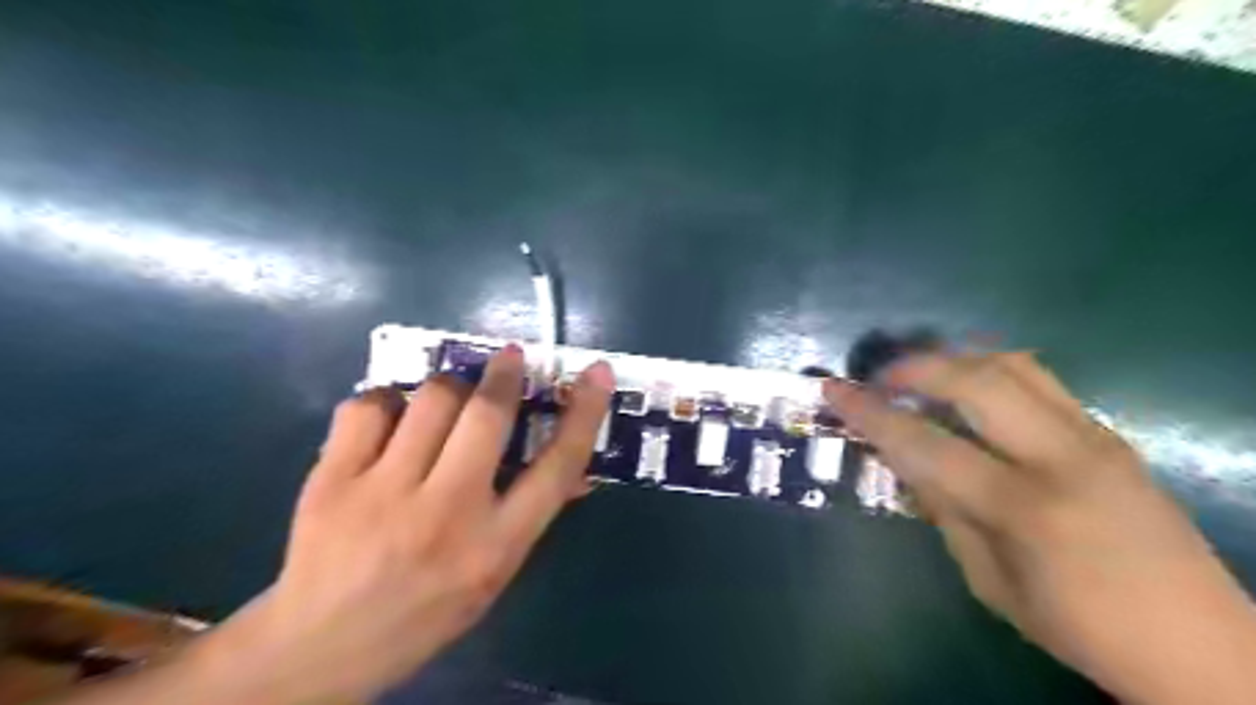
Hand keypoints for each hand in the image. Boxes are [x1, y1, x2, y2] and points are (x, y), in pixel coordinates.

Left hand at [196, 345, 617, 702]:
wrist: (322, 645)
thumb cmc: (426, 610)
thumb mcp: (495, 572)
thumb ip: (530, 514)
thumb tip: (573, 468)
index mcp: (496, 544)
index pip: (558, 466)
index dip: (585, 413)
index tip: (597, 373)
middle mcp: (446, 512)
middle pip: (489, 415)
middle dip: (504, 374)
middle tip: (509, 357)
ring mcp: (384, 492)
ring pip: (431, 398)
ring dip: (450, 387)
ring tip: (447, 400)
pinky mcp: (332, 480)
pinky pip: (369, 406)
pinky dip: (387, 400)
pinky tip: (390, 419)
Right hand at [825, 353, 1254, 703]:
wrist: (1201, 645)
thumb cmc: (1079, 626)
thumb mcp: (989, 581)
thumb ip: (945, 512)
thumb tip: (907, 463)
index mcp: (1026, 508)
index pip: (927, 444)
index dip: (871, 414)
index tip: (834, 390)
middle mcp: (1064, 457)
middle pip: (977, 380)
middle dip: (917, 366)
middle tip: (881, 376)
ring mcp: (1096, 438)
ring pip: (1015, 365)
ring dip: (957, 359)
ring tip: (923, 375)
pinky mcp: (1111, 434)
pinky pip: (1042, 381)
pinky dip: (992, 371)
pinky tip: (971, 391)